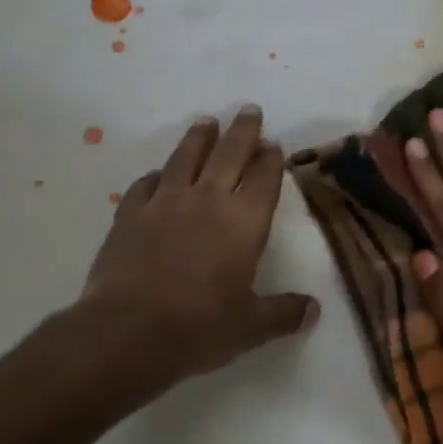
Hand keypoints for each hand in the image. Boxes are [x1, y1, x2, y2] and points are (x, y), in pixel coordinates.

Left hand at [31, 106, 318, 401]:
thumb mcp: (252, 327)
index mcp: (244, 222)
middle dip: (242, 131)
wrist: (128, 333)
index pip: (264, 178)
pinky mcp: (130, 215)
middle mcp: (207, 201)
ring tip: (206, 122)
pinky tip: (159, 174)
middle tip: (249, 109)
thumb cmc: (200, 327)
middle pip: (229, 154)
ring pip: (186, 158)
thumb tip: (314, 310)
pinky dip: (157, 175)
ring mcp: (165, 203)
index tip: (274, 144)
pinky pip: (146, 184)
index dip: (271, 159)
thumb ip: (284, 313)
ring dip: (199, 138)